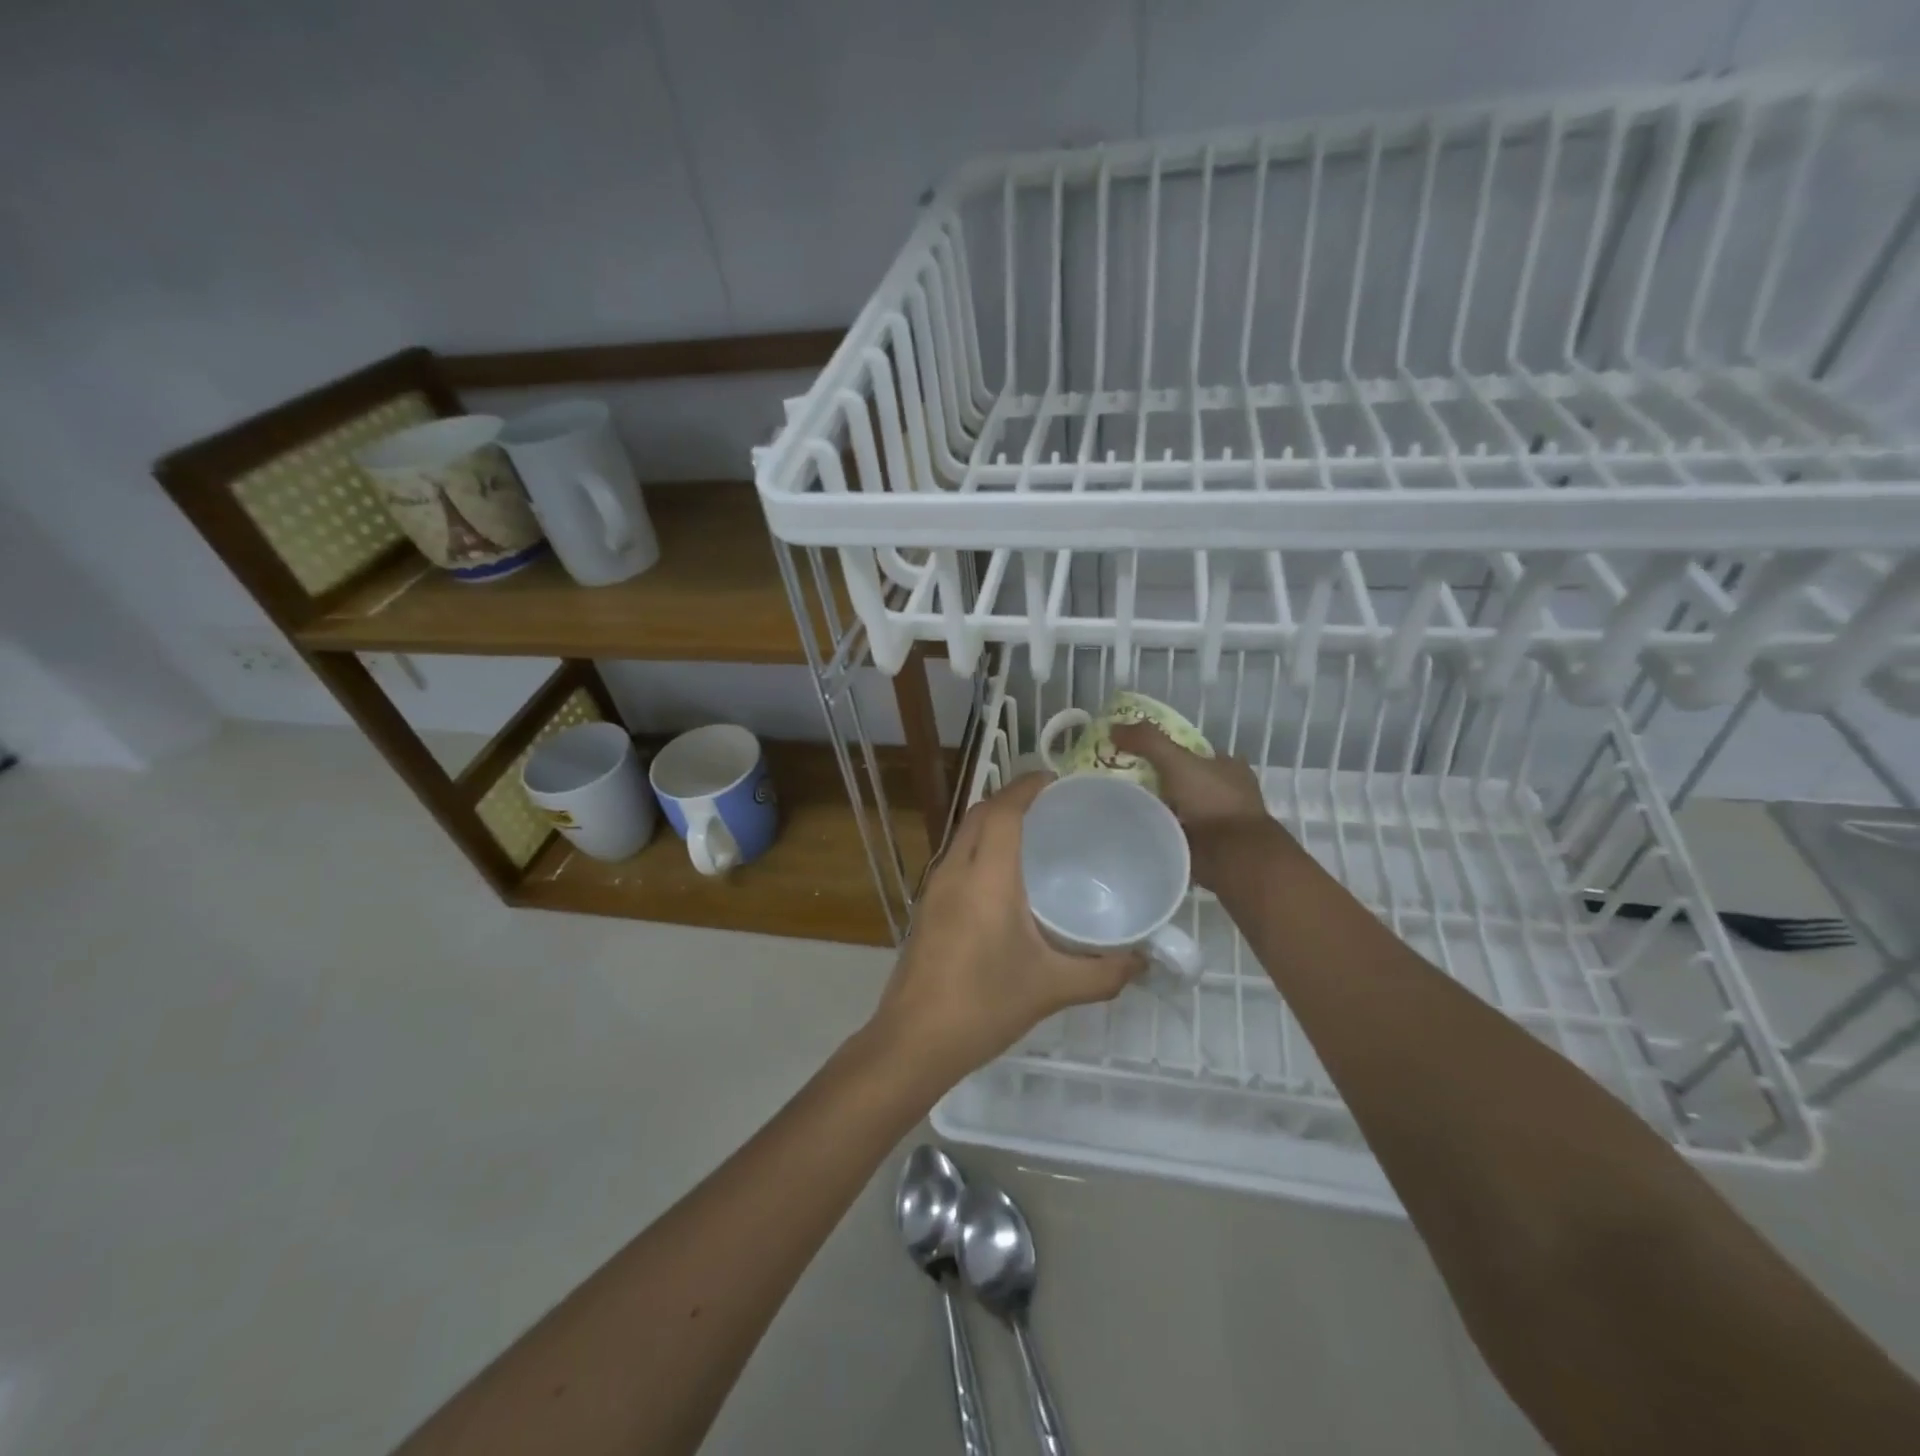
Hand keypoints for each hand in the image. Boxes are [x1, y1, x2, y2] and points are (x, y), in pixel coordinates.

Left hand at [870, 773, 1141, 1082]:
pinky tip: (1004, 878)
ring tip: (1032, 835)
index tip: (1056, 779)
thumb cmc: (984, 1006)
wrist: (913, 1041)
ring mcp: (935, 890)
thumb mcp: (1051, 989)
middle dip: (1011, 799)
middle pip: (980, 814)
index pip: (1003, 811)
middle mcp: (955, 872)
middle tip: (1051, 806)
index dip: (1027, 787)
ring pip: (963, 835)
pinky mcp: (927, 909)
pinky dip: (980, 847)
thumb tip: (1143, 962)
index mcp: (986, 878)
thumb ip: (1103, 974)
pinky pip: (956, 858)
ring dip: (993, 822)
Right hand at [1110, 722, 1278, 888]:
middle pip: (1183, 779)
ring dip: (1158, 808)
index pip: (1192, 751)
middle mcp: (1225, 791)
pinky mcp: (1207, 846)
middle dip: (1157, 781)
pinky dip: (1160, 830)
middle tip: (1121, 780)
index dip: (1165, 749)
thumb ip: (1147, 741)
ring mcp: (1217, 821)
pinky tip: (1136, 828)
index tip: (1135, 754)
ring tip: (1122, 806)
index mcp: (1227, 766)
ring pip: (1179, 807)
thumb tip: (1112, 728)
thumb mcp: (1176, 761)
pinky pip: (1176, 832)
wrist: (1232, 856)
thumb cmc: (1212, 801)